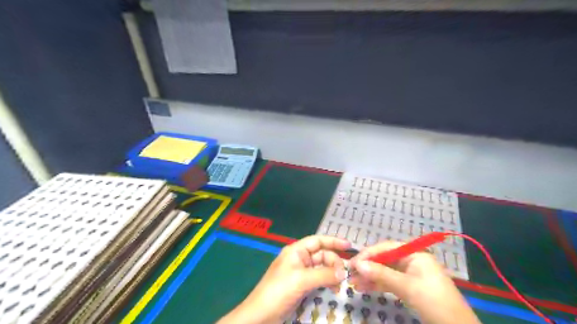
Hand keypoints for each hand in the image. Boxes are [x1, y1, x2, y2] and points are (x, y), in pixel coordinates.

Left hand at [218, 236, 349, 323]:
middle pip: (322, 254)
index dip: (333, 241)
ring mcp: (300, 272)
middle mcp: (299, 259)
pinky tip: (333, 290)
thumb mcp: (301, 280)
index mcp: (296, 251)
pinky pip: (318, 279)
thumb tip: (343, 272)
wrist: (261, 315)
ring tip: (340, 285)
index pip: (317, 241)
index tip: (349, 246)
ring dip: (332, 273)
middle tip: (344, 275)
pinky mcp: (301, 285)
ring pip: (321, 268)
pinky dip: (327, 282)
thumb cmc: (278, 291)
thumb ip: (324, 274)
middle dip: (334, 262)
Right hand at [349, 241, 480, 323]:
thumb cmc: (434, 302)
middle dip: (368, 267)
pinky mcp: (409, 287)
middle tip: (350, 274)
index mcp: (415, 254)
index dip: (369, 254)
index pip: (387, 248)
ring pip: (385, 271)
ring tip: (354, 283)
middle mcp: (411, 260)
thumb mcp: (407, 287)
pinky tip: (365, 288)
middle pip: (384, 259)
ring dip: (370, 277)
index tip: (353, 263)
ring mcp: (410, 274)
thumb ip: (382, 274)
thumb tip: (358, 265)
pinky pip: (390, 282)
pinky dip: (378, 285)